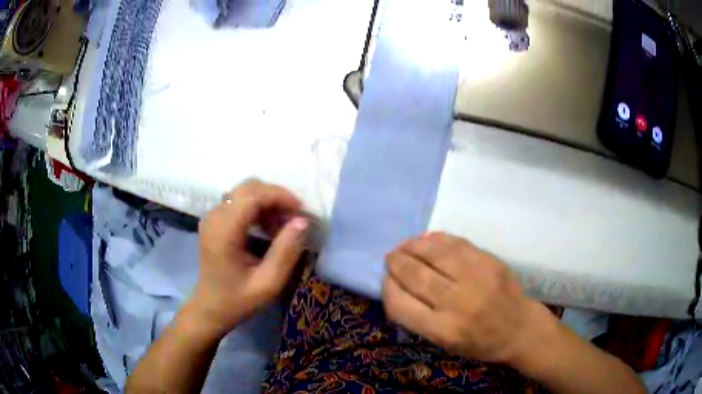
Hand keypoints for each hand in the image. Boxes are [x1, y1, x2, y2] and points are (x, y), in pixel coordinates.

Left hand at [190, 180, 308, 337]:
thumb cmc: (238, 300)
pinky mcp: (214, 220)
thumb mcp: (268, 283)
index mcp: (224, 231)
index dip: (280, 196)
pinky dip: (258, 208)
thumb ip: (286, 251)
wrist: (210, 308)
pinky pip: (239, 202)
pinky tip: (267, 228)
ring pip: (245, 192)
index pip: (253, 195)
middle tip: (293, 220)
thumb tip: (302, 221)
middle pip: (249, 187)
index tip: (301, 212)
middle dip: (276, 197)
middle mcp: (214, 216)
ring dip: (268, 203)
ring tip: (282, 227)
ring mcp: (212, 216)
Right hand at [383, 232, 553, 363]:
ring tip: (404, 245)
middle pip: (415, 275)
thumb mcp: (444, 344)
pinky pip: (456, 244)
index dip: (387, 288)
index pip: (400, 304)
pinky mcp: (489, 262)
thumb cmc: (479, 343)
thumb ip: (418, 319)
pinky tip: (427, 239)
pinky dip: (437, 239)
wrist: (520, 328)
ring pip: (434, 254)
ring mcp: (475, 279)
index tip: (386, 280)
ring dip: (413, 246)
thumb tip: (397, 287)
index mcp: (442, 330)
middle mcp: (456, 303)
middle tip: (390, 257)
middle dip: (396, 262)